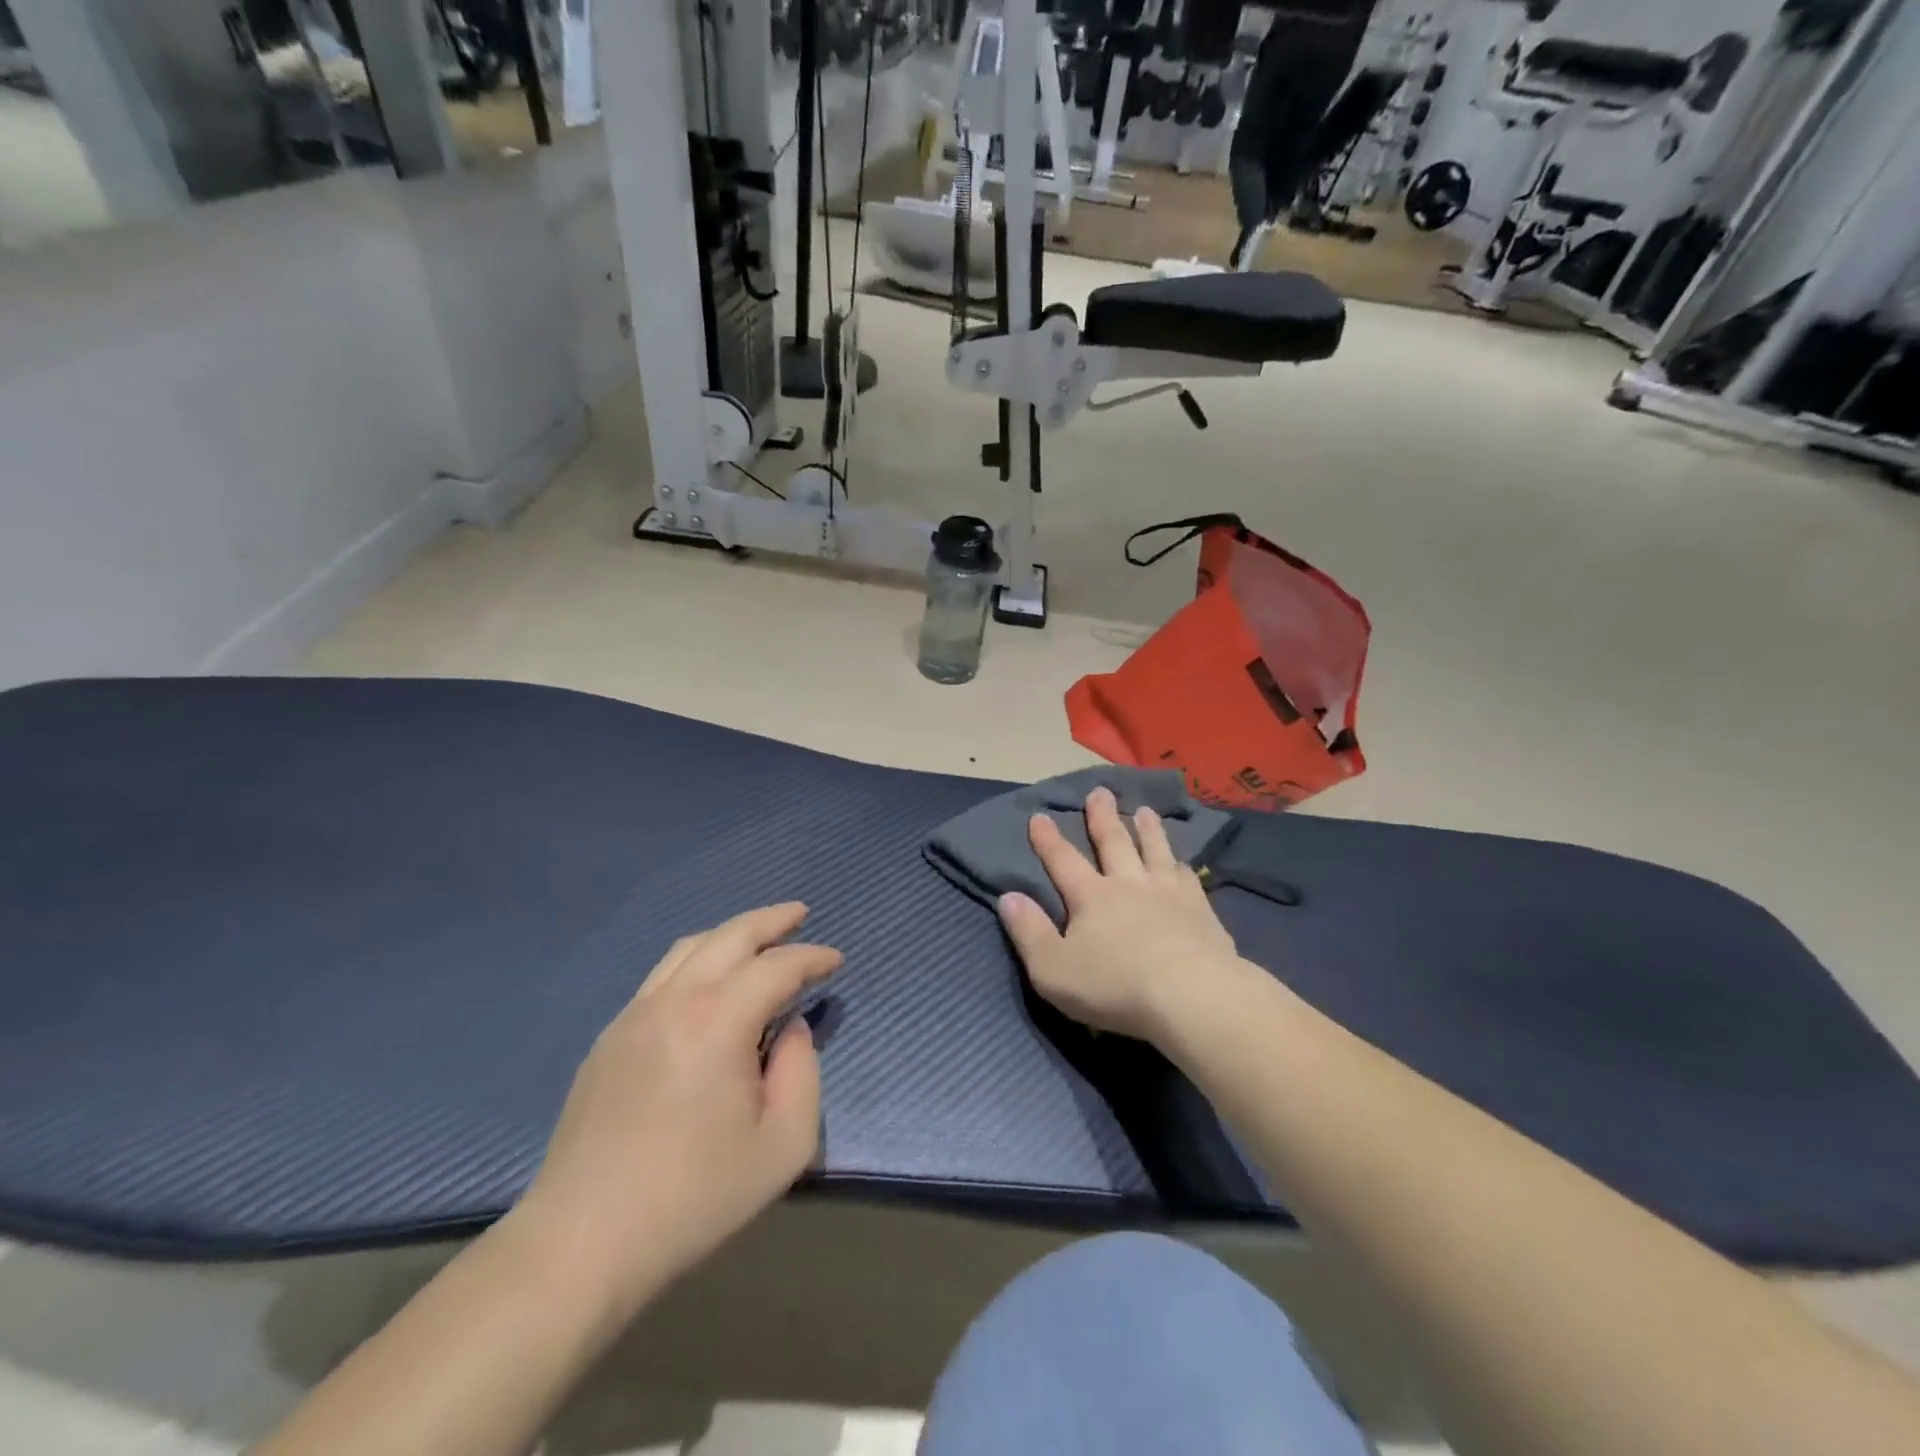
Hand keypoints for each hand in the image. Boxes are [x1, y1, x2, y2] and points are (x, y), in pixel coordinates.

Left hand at [514, 903, 839, 1321]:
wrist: (582, 1242)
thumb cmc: (694, 1197)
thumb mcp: (783, 1144)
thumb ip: (802, 1073)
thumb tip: (791, 1030)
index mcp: (718, 1019)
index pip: (777, 966)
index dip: (812, 958)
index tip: (836, 961)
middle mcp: (674, 1000)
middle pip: (729, 936)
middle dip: (770, 920)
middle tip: (800, 914)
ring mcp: (634, 1015)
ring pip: (689, 948)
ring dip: (730, 933)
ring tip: (758, 937)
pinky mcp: (609, 1038)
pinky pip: (661, 976)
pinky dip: (697, 960)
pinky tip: (708, 982)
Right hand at [998, 788, 1248, 1042]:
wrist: (1191, 994)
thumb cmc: (1114, 986)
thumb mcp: (1053, 968)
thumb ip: (1029, 932)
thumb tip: (1008, 897)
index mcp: (1090, 897)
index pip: (1063, 861)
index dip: (1048, 840)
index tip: (1039, 816)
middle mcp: (1128, 884)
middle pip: (1113, 843)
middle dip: (1103, 817)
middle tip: (1100, 792)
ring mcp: (1168, 892)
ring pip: (1154, 850)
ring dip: (1147, 829)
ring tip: (1144, 810)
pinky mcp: (1200, 909)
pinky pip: (1188, 876)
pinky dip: (1181, 863)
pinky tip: (1182, 861)